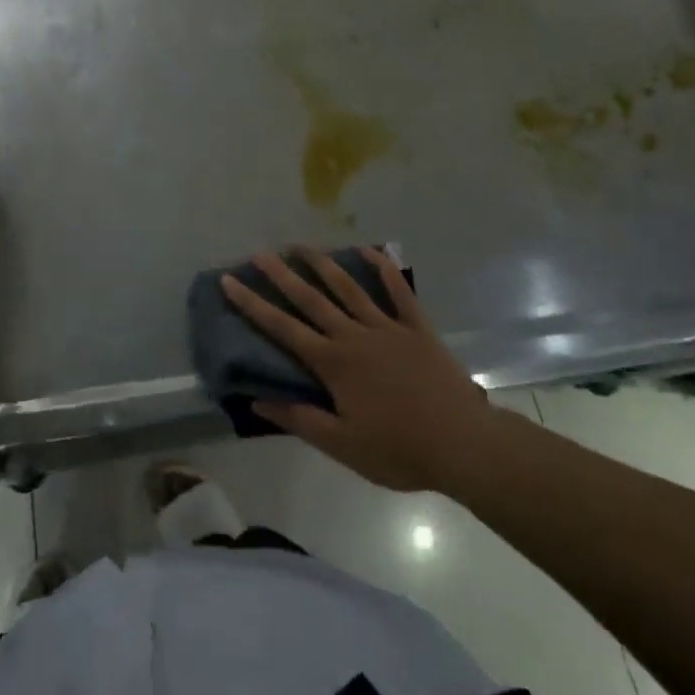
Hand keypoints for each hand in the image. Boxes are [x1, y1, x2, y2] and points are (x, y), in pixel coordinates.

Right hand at [220, 247, 504, 495]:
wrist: (464, 445)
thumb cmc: (400, 449)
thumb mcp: (343, 445)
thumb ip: (299, 419)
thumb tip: (257, 399)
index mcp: (333, 363)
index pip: (283, 328)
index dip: (253, 304)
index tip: (230, 281)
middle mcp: (354, 336)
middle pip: (311, 299)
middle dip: (282, 275)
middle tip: (259, 253)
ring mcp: (387, 327)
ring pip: (348, 288)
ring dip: (323, 264)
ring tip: (301, 245)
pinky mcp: (417, 328)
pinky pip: (398, 293)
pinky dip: (384, 269)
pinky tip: (370, 250)